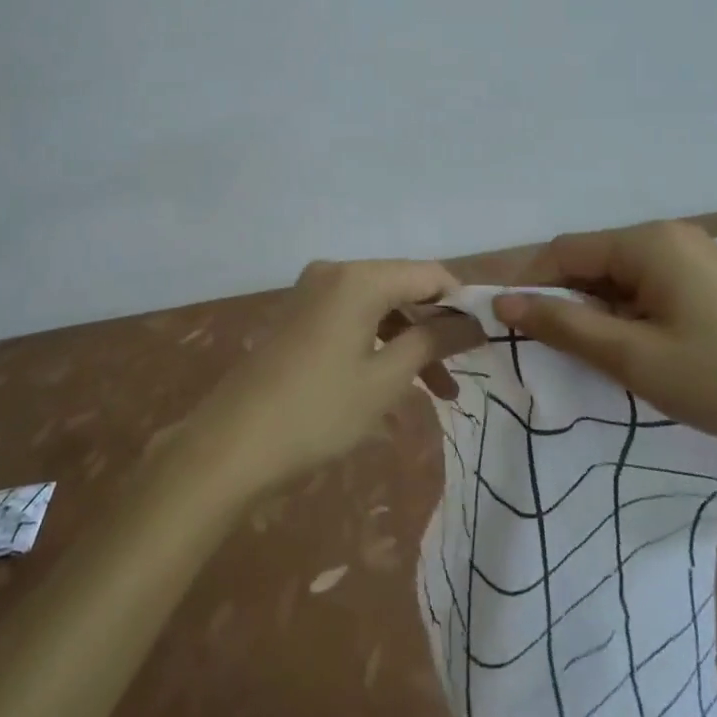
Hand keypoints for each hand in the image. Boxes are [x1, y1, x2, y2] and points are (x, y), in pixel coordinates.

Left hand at [187, 260, 483, 494]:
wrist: (231, 445)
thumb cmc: (318, 412)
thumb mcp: (385, 379)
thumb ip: (432, 341)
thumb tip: (474, 322)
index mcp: (359, 277)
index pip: (428, 273)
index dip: (461, 302)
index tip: (485, 339)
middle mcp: (336, 271)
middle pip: (402, 287)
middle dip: (435, 328)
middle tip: (462, 374)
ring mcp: (313, 291)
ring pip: (378, 305)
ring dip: (409, 341)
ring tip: (438, 392)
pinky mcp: (300, 315)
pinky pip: (353, 317)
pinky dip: (378, 343)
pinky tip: (394, 382)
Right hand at [492, 220, 716, 457]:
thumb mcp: (634, 357)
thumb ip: (564, 325)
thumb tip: (503, 301)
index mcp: (648, 242)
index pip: (565, 251)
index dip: (530, 286)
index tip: (509, 327)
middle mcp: (668, 236)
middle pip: (593, 261)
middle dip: (565, 301)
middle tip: (550, 352)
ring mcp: (694, 257)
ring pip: (620, 278)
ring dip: (597, 312)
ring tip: (591, 359)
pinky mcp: (711, 283)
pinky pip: (649, 288)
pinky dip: (628, 315)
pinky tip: (634, 353)